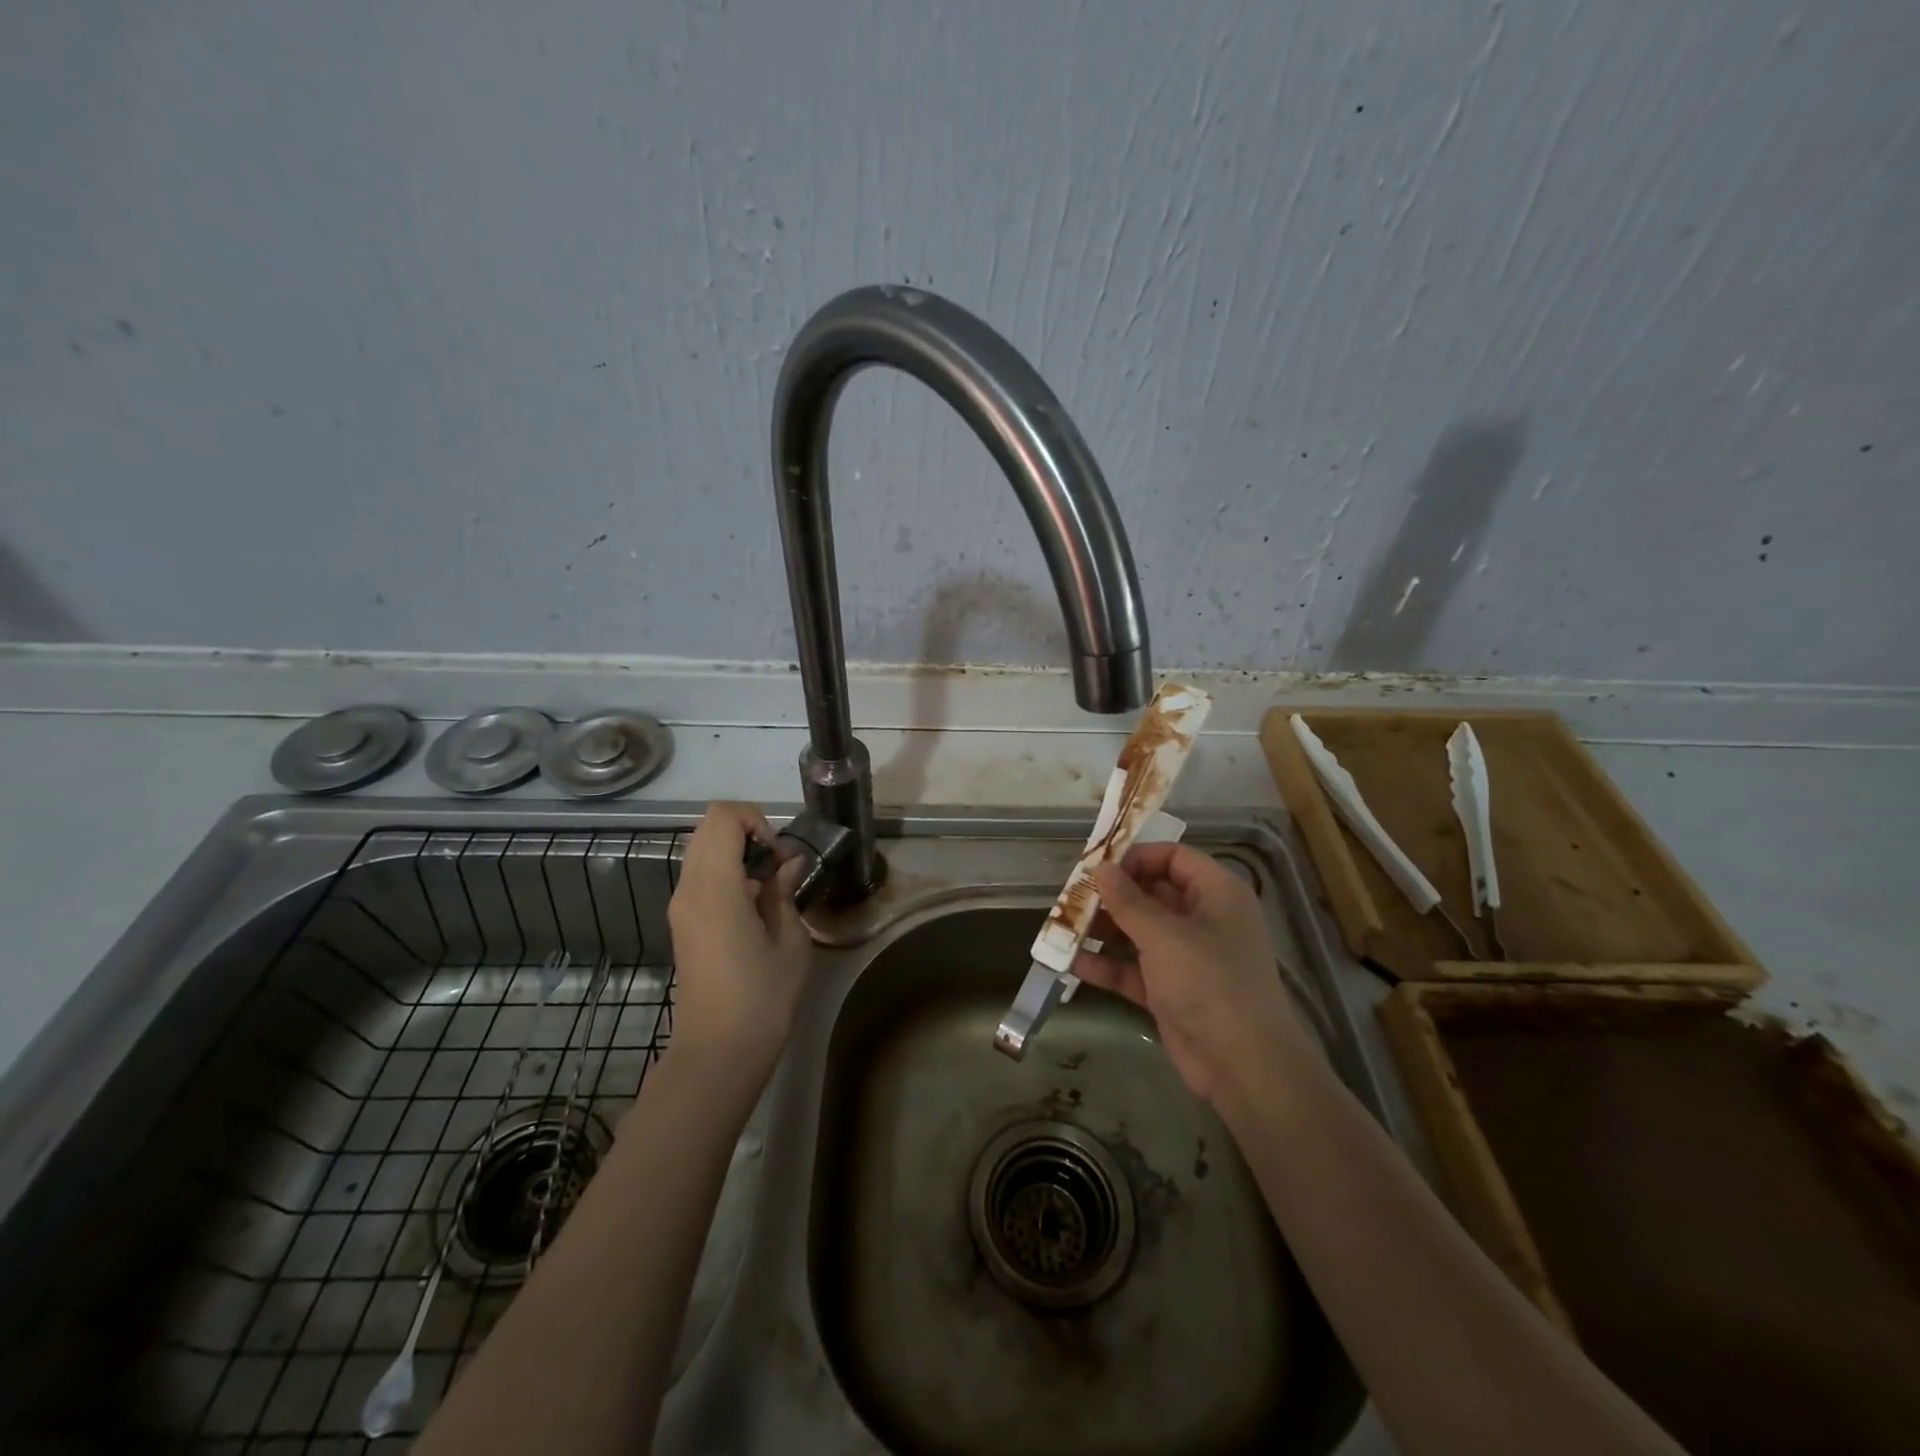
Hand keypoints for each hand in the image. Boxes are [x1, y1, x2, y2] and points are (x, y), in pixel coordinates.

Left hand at [666, 802, 811, 1081]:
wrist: (718, 1053)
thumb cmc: (762, 997)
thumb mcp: (790, 941)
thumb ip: (785, 892)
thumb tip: (788, 865)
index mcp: (715, 887)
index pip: (722, 817)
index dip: (756, 820)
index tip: (780, 854)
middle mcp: (689, 889)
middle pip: (709, 828)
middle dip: (747, 832)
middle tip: (779, 864)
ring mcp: (681, 907)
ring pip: (703, 851)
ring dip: (737, 853)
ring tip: (770, 886)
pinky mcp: (683, 924)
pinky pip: (701, 877)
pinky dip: (728, 874)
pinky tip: (755, 907)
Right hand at [1073, 842, 1315, 1109]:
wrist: (1242, 1065)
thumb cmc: (1209, 982)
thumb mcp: (1164, 935)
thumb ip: (1128, 901)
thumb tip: (1101, 867)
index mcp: (1215, 893)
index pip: (1174, 857)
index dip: (1137, 857)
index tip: (1098, 865)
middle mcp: (1202, 919)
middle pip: (1151, 893)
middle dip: (1111, 895)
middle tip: (1071, 896)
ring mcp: (1185, 957)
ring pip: (1138, 931)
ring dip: (1103, 929)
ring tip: (1063, 927)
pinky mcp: (1170, 990)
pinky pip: (1133, 968)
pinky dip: (1108, 964)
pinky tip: (1072, 962)